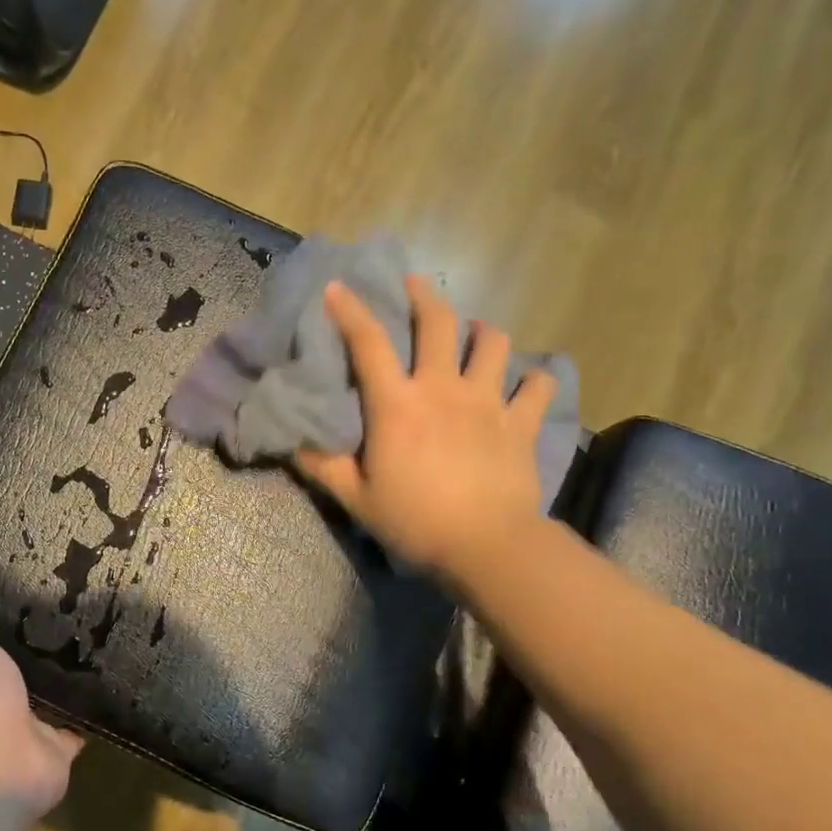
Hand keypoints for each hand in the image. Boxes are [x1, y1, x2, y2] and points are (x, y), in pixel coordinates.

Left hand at [0, 607, 82, 815]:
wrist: (1, 757)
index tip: (3, 615)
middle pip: (4, 684)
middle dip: (22, 665)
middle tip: (53, 627)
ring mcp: (20, 734)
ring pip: (40, 706)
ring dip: (55, 688)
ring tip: (83, 649)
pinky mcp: (53, 750)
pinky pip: (72, 727)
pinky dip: (85, 714)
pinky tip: (101, 686)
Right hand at [294, 275, 559, 586]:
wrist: (487, 546)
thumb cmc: (415, 522)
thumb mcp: (356, 499)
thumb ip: (324, 467)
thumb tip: (294, 443)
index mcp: (397, 405)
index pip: (368, 343)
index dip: (350, 310)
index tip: (338, 287)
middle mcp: (443, 389)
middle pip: (438, 322)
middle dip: (423, 295)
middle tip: (414, 284)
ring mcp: (488, 401)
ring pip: (492, 342)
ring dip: (481, 330)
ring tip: (473, 333)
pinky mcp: (522, 423)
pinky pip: (537, 386)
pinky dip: (533, 378)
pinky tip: (527, 381)